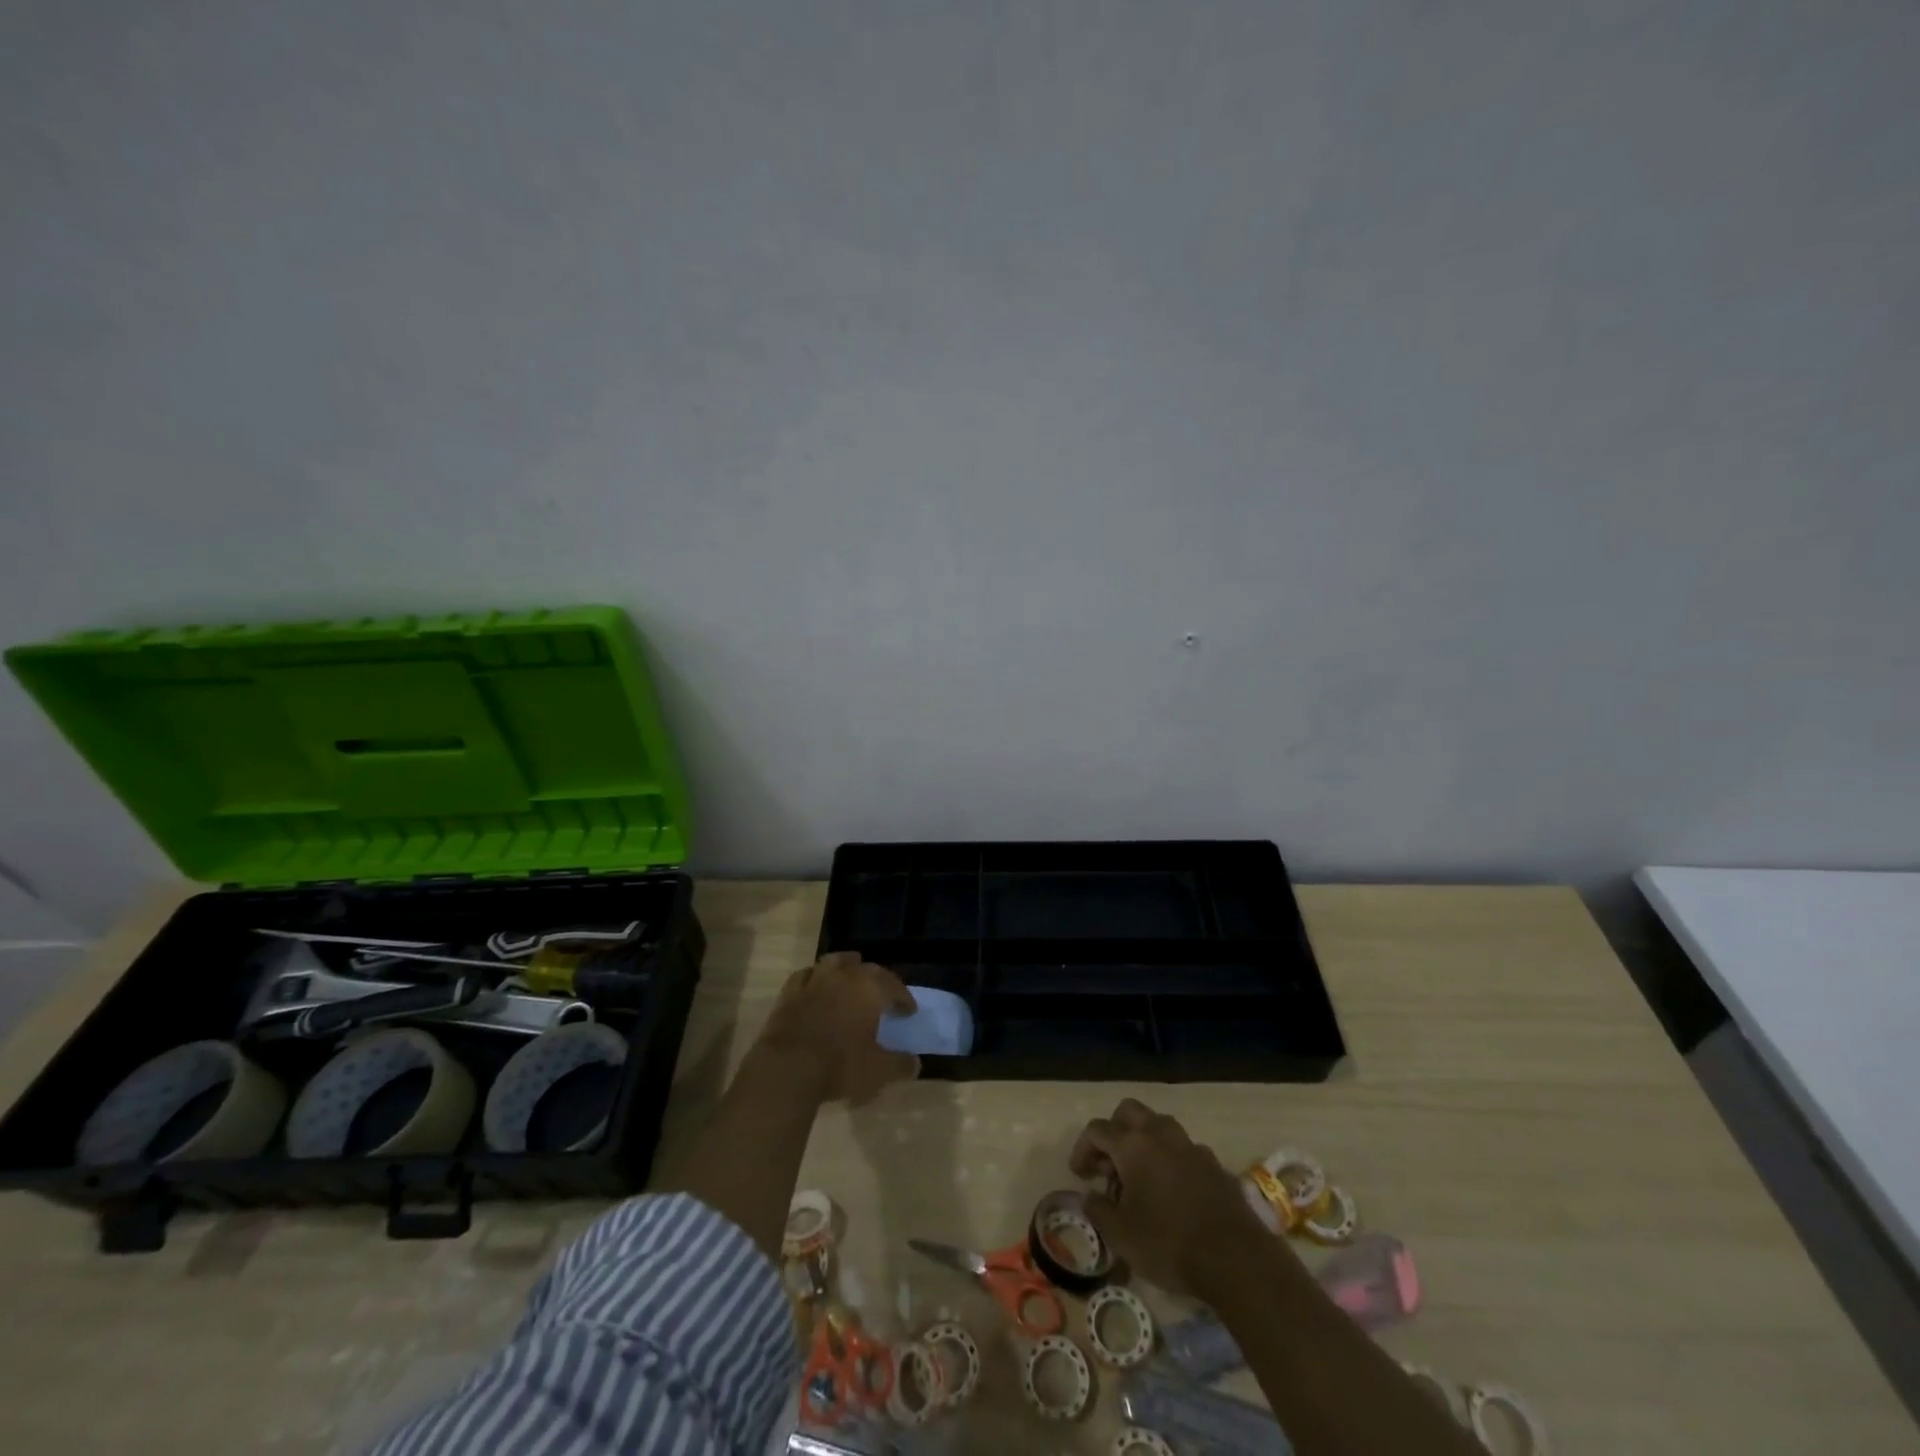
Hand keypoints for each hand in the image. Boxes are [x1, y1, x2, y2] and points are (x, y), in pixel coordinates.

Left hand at [758, 952, 919, 1105]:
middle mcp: (844, 976)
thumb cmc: (839, 1065)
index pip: (894, 986)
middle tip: (884, 995)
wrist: (787, 1069)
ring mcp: (814, 981)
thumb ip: (900, 1065)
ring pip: (835, 962)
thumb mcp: (878, 1071)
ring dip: (847, 967)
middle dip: (879, 980)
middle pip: (867, 969)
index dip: (904, 998)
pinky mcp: (789, 993)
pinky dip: (815, 977)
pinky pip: (806, 975)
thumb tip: (915, 1064)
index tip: (909, 1011)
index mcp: (869, 989)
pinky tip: (816, 985)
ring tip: (852, 976)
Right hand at [1070, 1098, 1277, 1294]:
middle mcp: (1160, 1133)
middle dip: (1113, 1131)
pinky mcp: (1213, 1163)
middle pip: (1128, 1111)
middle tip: (1108, 1164)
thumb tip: (1090, 1197)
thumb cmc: (1169, 1243)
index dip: (1082, 1149)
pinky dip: (1169, 1159)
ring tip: (1139, 1177)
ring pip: (1158, 1125)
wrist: (1235, 1258)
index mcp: (1132, 1144)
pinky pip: (1182, 1149)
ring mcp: (1190, 1145)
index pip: (1097, 1130)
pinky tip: (1171, 1191)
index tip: (1080, 1174)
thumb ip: (1099, 1211)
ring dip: (1143, 1141)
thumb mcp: (1121, 1235)